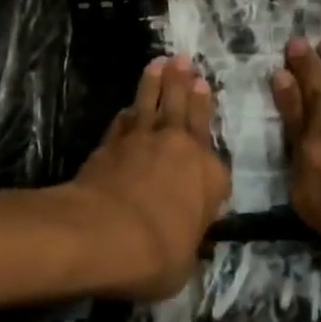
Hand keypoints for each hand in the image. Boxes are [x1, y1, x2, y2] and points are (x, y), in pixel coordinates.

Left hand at [71, 56, 230, 299]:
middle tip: (184, 59)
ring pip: (153, 104)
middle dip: (184, 82)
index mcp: (209, 176)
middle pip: (184, 109)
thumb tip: (184, 240)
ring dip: (156, 83)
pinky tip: (128, 105)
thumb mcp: (185, 262)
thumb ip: (188, 240)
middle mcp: (181, 149)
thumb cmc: (158, 253)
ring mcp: (143, 142)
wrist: (106, 233)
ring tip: (159, 62)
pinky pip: (123, 122)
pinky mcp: (111, 145)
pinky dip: (127, 111)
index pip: (214, 150)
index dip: (207, 114)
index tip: (204, 89)